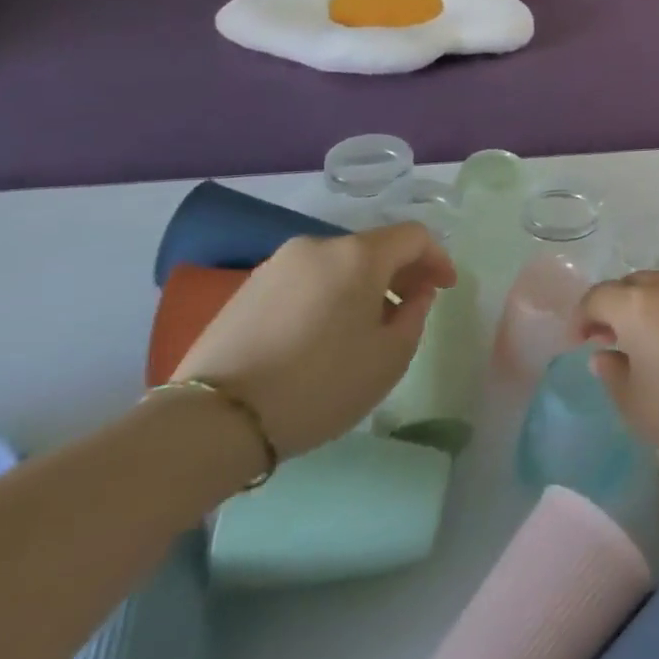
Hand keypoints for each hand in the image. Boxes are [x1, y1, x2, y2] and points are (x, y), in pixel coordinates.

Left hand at [173, 224, 454, 458]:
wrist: (213, 421)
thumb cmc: (320, 385)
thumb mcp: (390, 357)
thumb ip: (415, 315)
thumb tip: (414, 294)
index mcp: (358, 255)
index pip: (414, 236)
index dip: (437, 258)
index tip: (445, 289)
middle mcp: (318, 246)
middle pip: (374, 247)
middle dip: (400, 273)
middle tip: (411, 307)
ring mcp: (277, 265)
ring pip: (338, 264)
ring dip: (363, 285)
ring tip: (366, 326)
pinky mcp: (247, 289)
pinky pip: (306, 281)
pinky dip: (328, 295)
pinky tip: (324, 334)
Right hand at [575, 271, 658, 466]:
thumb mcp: (634, 405)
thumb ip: (611, 374)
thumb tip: (605, 354)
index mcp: (637, 305)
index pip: (597, 297)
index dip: (581, 318)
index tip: (579, 343)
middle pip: (630, 284)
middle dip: (614, 307)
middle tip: (610, 340)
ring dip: (647, 306)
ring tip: (648, 342)